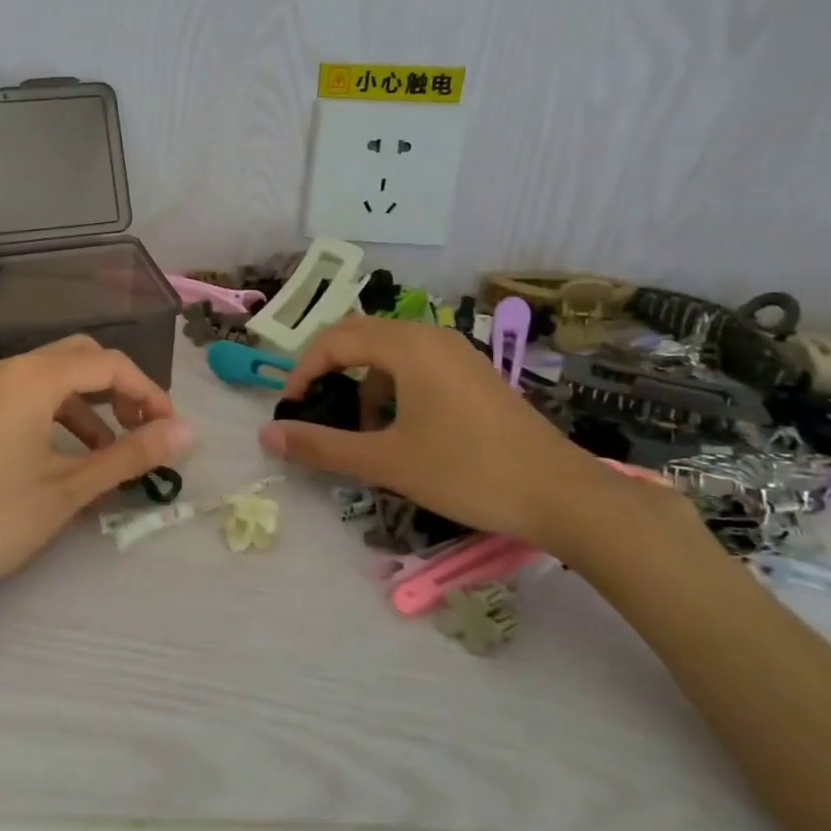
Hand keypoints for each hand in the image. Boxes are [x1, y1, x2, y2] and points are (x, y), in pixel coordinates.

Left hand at [0, 335, 191, 614]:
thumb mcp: (70, 488)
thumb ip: (131, 454)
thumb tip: (186, 432)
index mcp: (33, 378)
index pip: (109, 365)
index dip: (149, 392)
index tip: (171, 430)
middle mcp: (9, 370)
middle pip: (81, 358)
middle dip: (121, 389)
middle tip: (145, 429)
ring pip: (55, 377)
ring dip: (92, 404)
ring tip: (113, 450)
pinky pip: (30, 395)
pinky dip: (61, 414)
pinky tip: (71, 456)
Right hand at [257, 315, 618, 554]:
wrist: (563, 495)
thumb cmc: (467, 471)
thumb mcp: (386, 462)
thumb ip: (322, 445)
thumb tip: (267, 434)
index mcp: (407, 345)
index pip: (334, 340)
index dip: (303, 371)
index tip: (290, 409)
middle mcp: (430, 336)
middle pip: (359, 335)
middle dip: (328, 368)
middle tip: (312, 408)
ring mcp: (457, 353)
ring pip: (389, 351)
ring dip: (361, 380)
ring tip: (358, 428)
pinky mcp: (473, 374)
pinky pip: (416, 364)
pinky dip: (392, 387)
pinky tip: (399, 429)